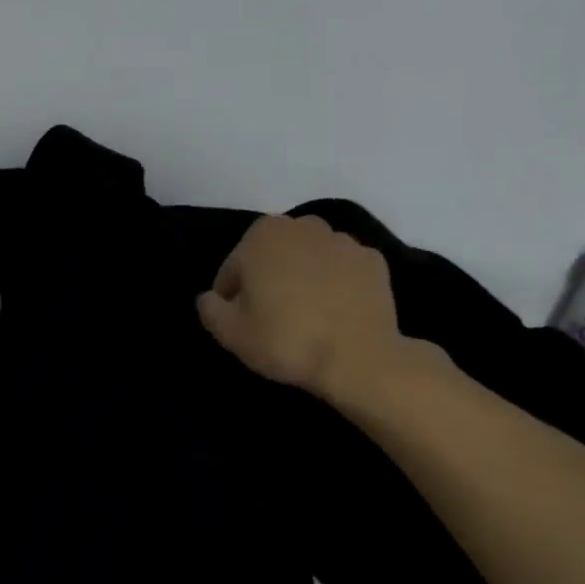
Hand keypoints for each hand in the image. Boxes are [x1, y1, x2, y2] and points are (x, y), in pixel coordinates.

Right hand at [198, 214, 431, 402]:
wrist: (356, 358)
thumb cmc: (284, 339)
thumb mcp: (228, 332)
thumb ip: (209, 308)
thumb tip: (210, 298)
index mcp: (262, 234)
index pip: (233, 269)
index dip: (231, 300)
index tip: (240, 324)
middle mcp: (304, 225)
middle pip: (273, 258)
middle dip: (268, 283)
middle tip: (271, 322)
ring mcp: (344, 241)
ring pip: (308, 262)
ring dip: (302, 282)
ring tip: (305, 321)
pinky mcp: (374, 262)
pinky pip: (341, 273)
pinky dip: (334, 288)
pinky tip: (333, 317)